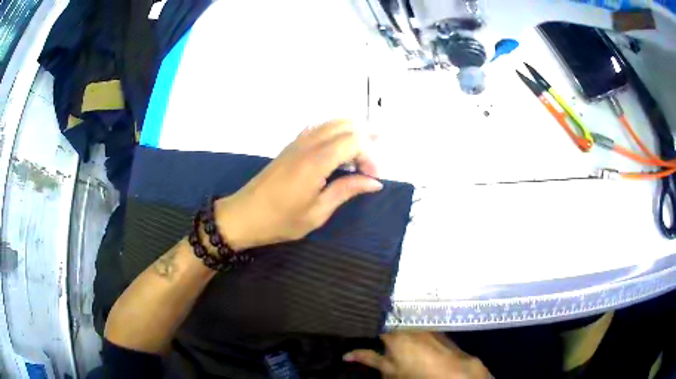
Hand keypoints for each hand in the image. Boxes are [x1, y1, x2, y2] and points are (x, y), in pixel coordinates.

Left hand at [215, 120, 381, 250]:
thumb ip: (346, 191)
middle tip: (379, 151)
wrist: (243, 216)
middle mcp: (307, 145)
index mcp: (315, 162)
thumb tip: (374, 182)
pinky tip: (340, 145)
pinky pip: (318, 128)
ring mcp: (297, 142)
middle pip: (344, 126)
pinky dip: (335, 131)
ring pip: (331, 123)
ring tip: (367, 145)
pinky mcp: (290, 147)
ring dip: (352, 130)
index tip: (374, 178)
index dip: (369, 155)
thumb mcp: (317, 213)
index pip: (353, 142)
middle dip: (366, 136)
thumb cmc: (280, 220)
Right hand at [344, 332, 490, 378]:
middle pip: (390, 324)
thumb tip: (346, 355)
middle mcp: (408, 324)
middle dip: (383, 332)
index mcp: (394, 332)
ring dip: (399, 332)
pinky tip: (416, 346)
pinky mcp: (436, 329)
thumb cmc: (416, 372)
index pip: (374, 325)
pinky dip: (413, 334)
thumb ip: (368, 358)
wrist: (454, 370)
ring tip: (397, 346)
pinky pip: (419, 328)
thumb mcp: (389, 370)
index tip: (358, 335)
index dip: (366, 331)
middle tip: (378, 344)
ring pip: (405, 326)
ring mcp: (424, 325)